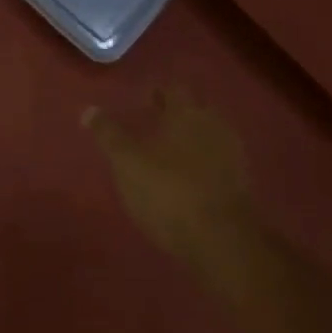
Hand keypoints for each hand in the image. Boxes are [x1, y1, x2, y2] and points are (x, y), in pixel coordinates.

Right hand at [85, 87, 256, 269]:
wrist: (224, 243)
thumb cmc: (169, 192)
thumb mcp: (127, 162)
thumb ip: (109, 134)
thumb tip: (89, 110)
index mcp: (187, 113)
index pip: (174, 89)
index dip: (157, 92)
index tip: (142, 101)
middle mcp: (214, 126)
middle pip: (196, 110)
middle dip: (177, 114)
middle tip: (155, 125)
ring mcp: (234, 156)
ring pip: (209, 136)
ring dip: (192, 139)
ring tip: (170, 153)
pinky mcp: (243, 186)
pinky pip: (219, 162)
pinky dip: (204, 164)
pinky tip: (189, 179)